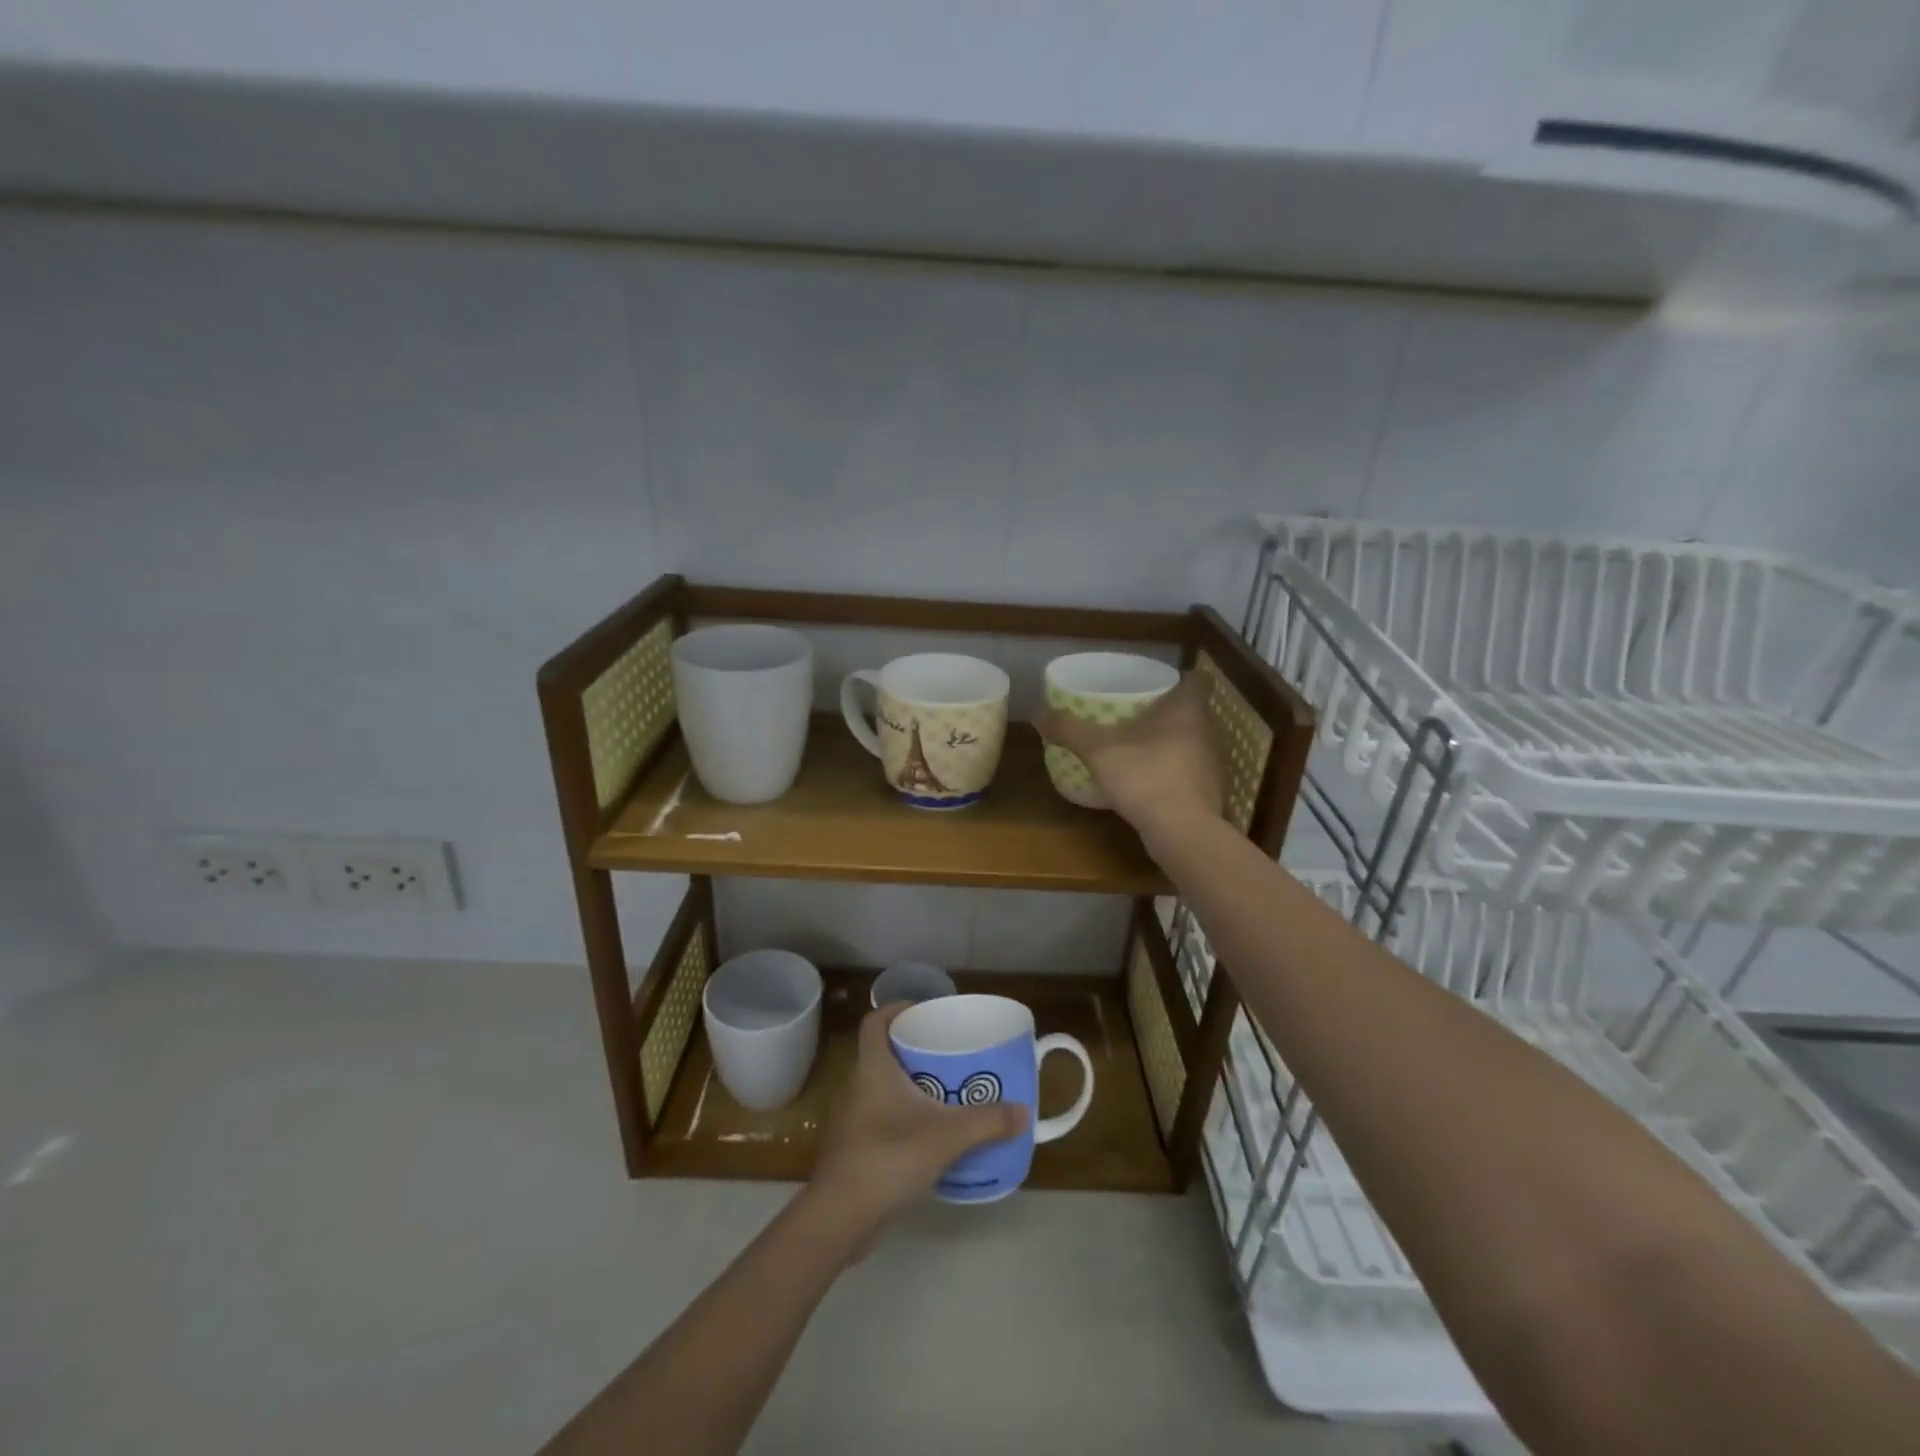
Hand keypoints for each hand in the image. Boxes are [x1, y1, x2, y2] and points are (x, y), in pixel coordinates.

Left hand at [806, 1003, 1025, 1243]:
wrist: (840, 1218)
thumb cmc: (889, 1157)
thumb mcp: (947, 1137)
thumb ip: (987, 1122)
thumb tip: (1023, 1112)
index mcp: (872, 1069)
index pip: (874, 1022)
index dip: (895, 1010)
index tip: (922, 1012)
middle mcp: (856, 1087)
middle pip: (882, 1054)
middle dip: (912, 1052)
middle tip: (947, 1056)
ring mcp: (851, 1121)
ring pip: (881, 1090)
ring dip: (909, 1089)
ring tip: (944, 1096)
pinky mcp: (853, 1151)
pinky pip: (880, 1121)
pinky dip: (902, 1120)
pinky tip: (927, 1138)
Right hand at [1036, 672, 1225, 857]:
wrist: (1181, 831)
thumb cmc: (1144, 776)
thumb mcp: (1097, 750)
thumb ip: (1069, 729)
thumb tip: (1039, 715)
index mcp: (1187, 709)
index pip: (1197, 679)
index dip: (1180, 678)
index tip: (1158, 685)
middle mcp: (1207, 732)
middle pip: (1193, 711)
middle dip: (1169, 712)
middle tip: (1137, 715)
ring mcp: (1213, 764)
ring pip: (1194, 743)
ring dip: (1172, 744)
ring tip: (1140, 749)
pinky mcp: (1210, 793)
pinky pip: (1191, 773)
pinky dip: (1174, 773)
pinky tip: (1150, 783)